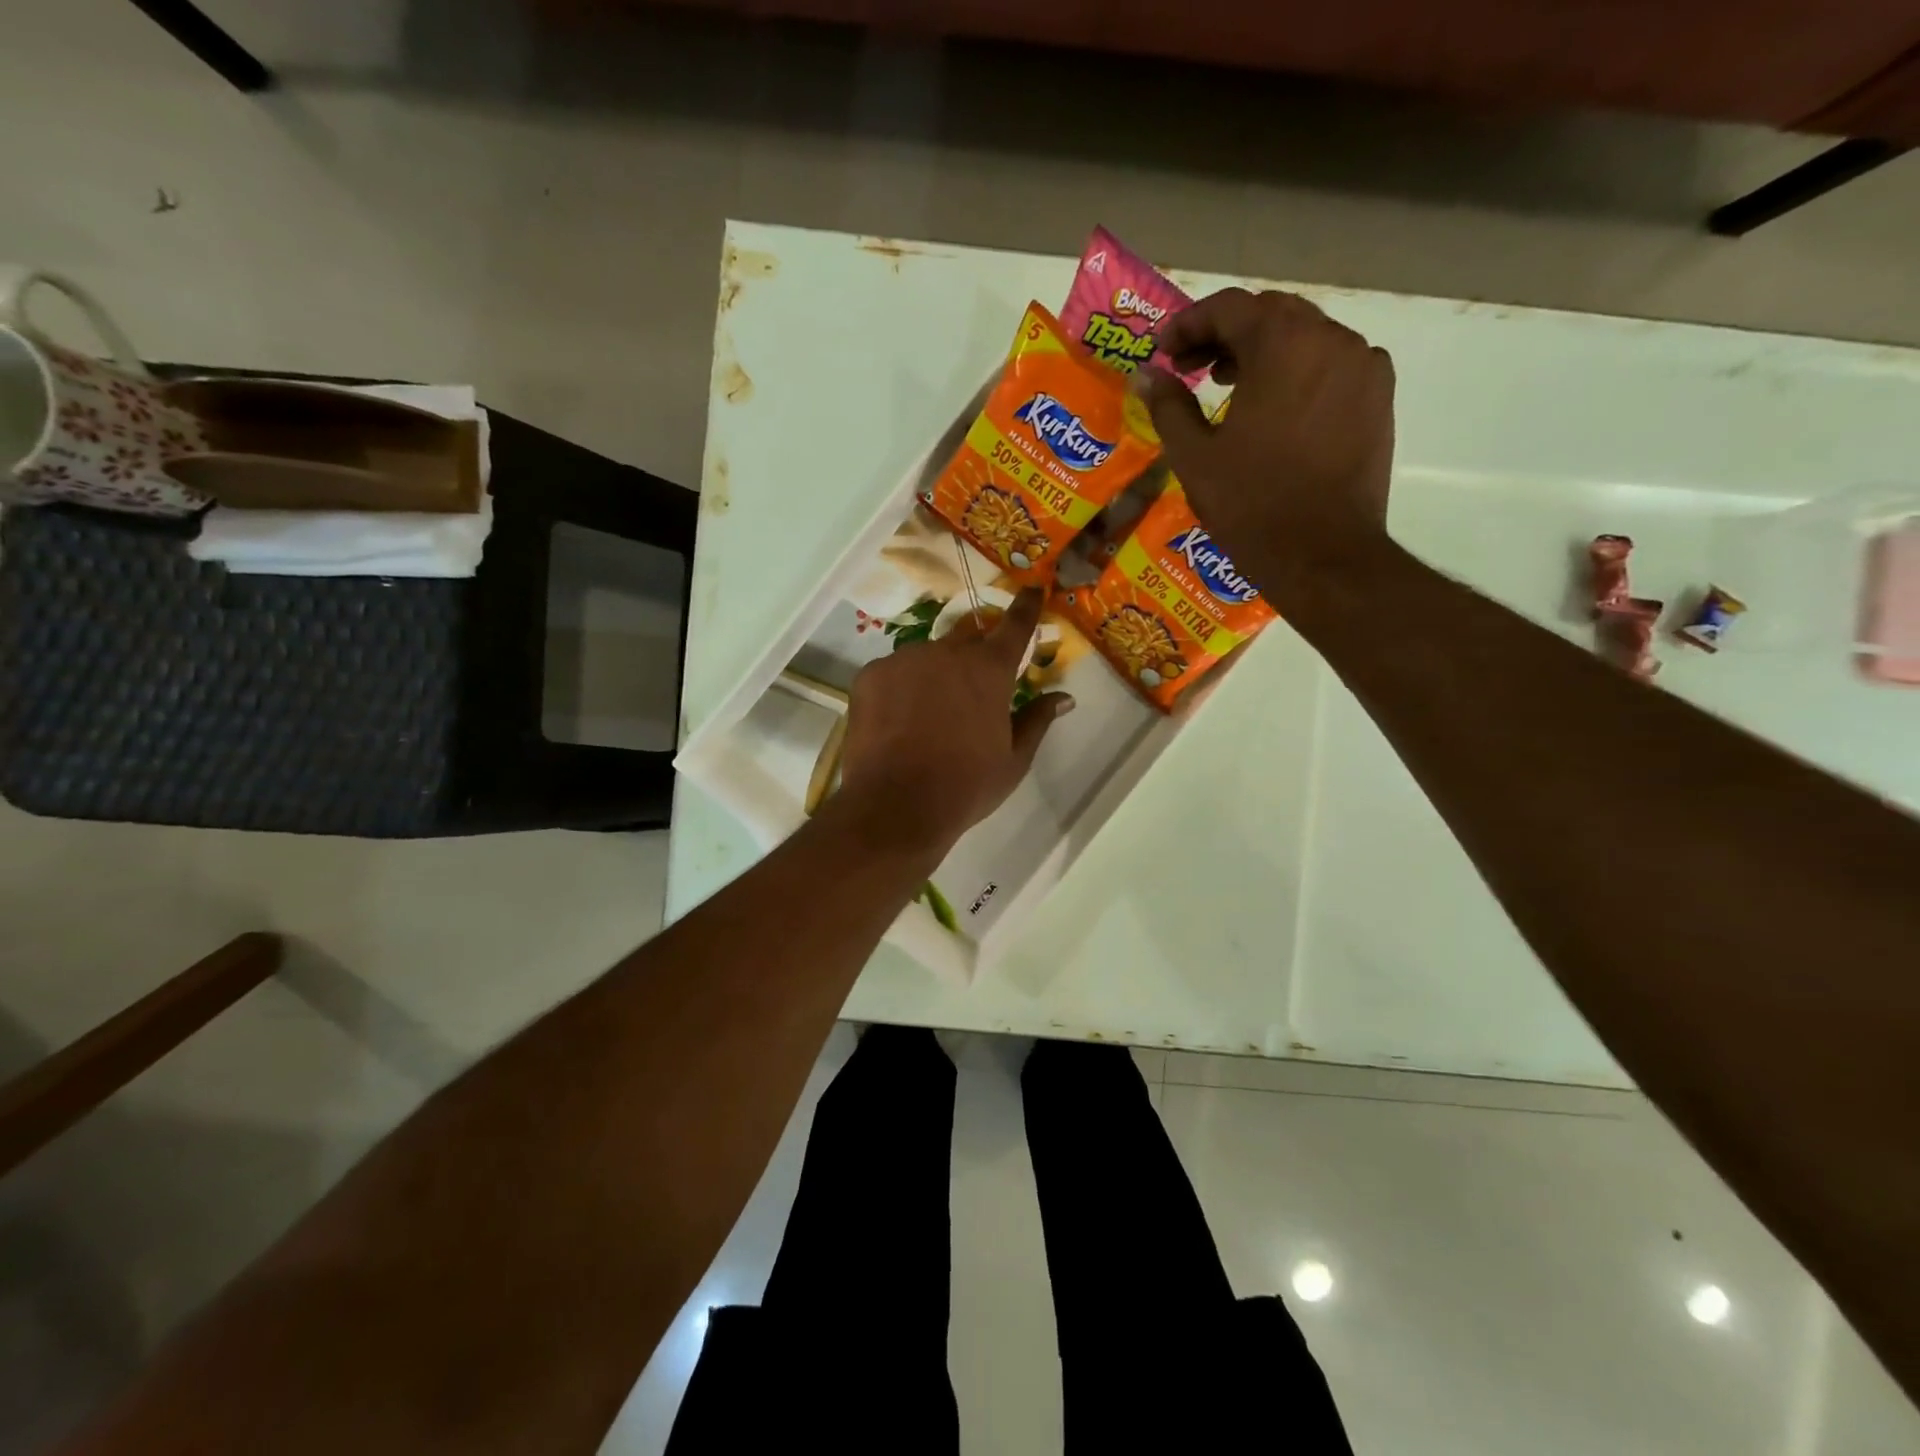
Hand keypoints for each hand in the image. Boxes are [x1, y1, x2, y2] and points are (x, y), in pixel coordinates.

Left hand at [837, 588, 1073, 855]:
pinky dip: (900, 690)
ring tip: (927, 718)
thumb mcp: (1013, 760)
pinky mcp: (871, 675)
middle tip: (969, 694)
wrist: (896, 806)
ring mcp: (905, 660)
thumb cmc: (966, 786)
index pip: (1015, 626)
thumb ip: (1037, 720)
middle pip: (967, 643)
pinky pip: (894, 673)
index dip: (1026, 607)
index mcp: (989, 670)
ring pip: (927, 658)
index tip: (1032, 589)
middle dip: (973, 660)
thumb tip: (1065, 697)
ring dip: (934, 677)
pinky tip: (897, 723)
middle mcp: (948, 652)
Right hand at [1133, 288, 1396, 610]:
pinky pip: (1334, 366)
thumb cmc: (1250, 504)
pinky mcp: (1379, 398)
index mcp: (1282, 344)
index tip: (1164, 352)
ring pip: (1306, 338)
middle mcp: (1331, 339)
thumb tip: (1148, 375)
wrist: (1322, 554)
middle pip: (1271, 315)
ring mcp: (1363, 367)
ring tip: (1231, 389)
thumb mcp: (1195, 456)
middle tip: (1192, 369)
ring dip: (1264, 353)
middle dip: (1226, 335)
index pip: (1229, 307)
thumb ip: (1169, 405)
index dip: (1189, 324)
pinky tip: (1278, 410)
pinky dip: (1300, 373)